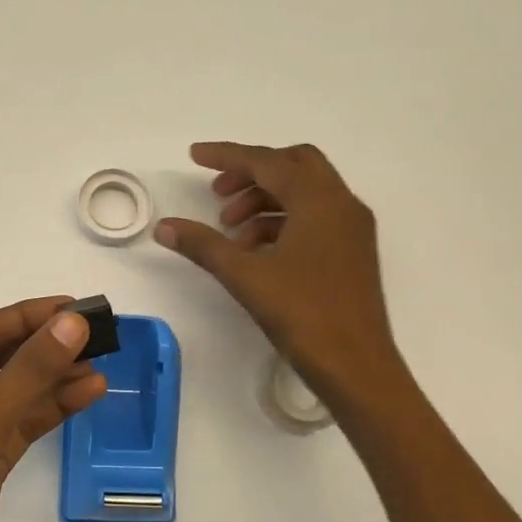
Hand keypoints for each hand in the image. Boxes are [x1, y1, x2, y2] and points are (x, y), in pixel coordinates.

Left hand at [0, 297, 106, 521]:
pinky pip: (15, 430)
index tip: (74, 306)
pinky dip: (46, 413)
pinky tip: (84, 396)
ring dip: (50, 381)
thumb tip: (71, 324)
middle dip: (40, 347)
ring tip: (100, 364)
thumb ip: (27, 375)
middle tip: (94, 334)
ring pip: (8, 397)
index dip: (25, 317)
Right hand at [156, 141, 402, 398]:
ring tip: (230, 230)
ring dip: (265, 200)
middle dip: (252, 173)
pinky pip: (314, 217)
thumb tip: (165, 226)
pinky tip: (255, 250)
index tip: (194, 156)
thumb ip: (203, 245)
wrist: (356, 366)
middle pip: (293, 165)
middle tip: (218, 193)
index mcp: (318, 201)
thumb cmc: (302, 315)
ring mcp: (351, 228)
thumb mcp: (245, 276)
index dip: (227, 156)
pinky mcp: (353, 251)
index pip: (267, 161)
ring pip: (305, 192)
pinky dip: (282, 221)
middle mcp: (341, 204)